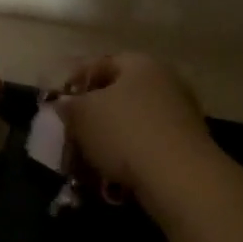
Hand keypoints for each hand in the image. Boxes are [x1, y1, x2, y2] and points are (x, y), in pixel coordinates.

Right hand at [55, 53, 213, 191]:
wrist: (179, 178)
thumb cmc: (125, 133)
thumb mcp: (82, 115)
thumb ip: (68, 105)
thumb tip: (63, 103)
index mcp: (140, 64)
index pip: (100, 63)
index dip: (74, 80)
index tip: (56, 102)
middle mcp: (164, 81)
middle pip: (118, 93)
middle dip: (92, 113)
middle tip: (71, 132)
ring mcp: (180, 113)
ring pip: (132, 121)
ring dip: (109, 138)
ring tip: (87, 159)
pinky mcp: (186, 145)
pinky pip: (147, 144)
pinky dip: (129, 155)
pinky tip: (113, 174)